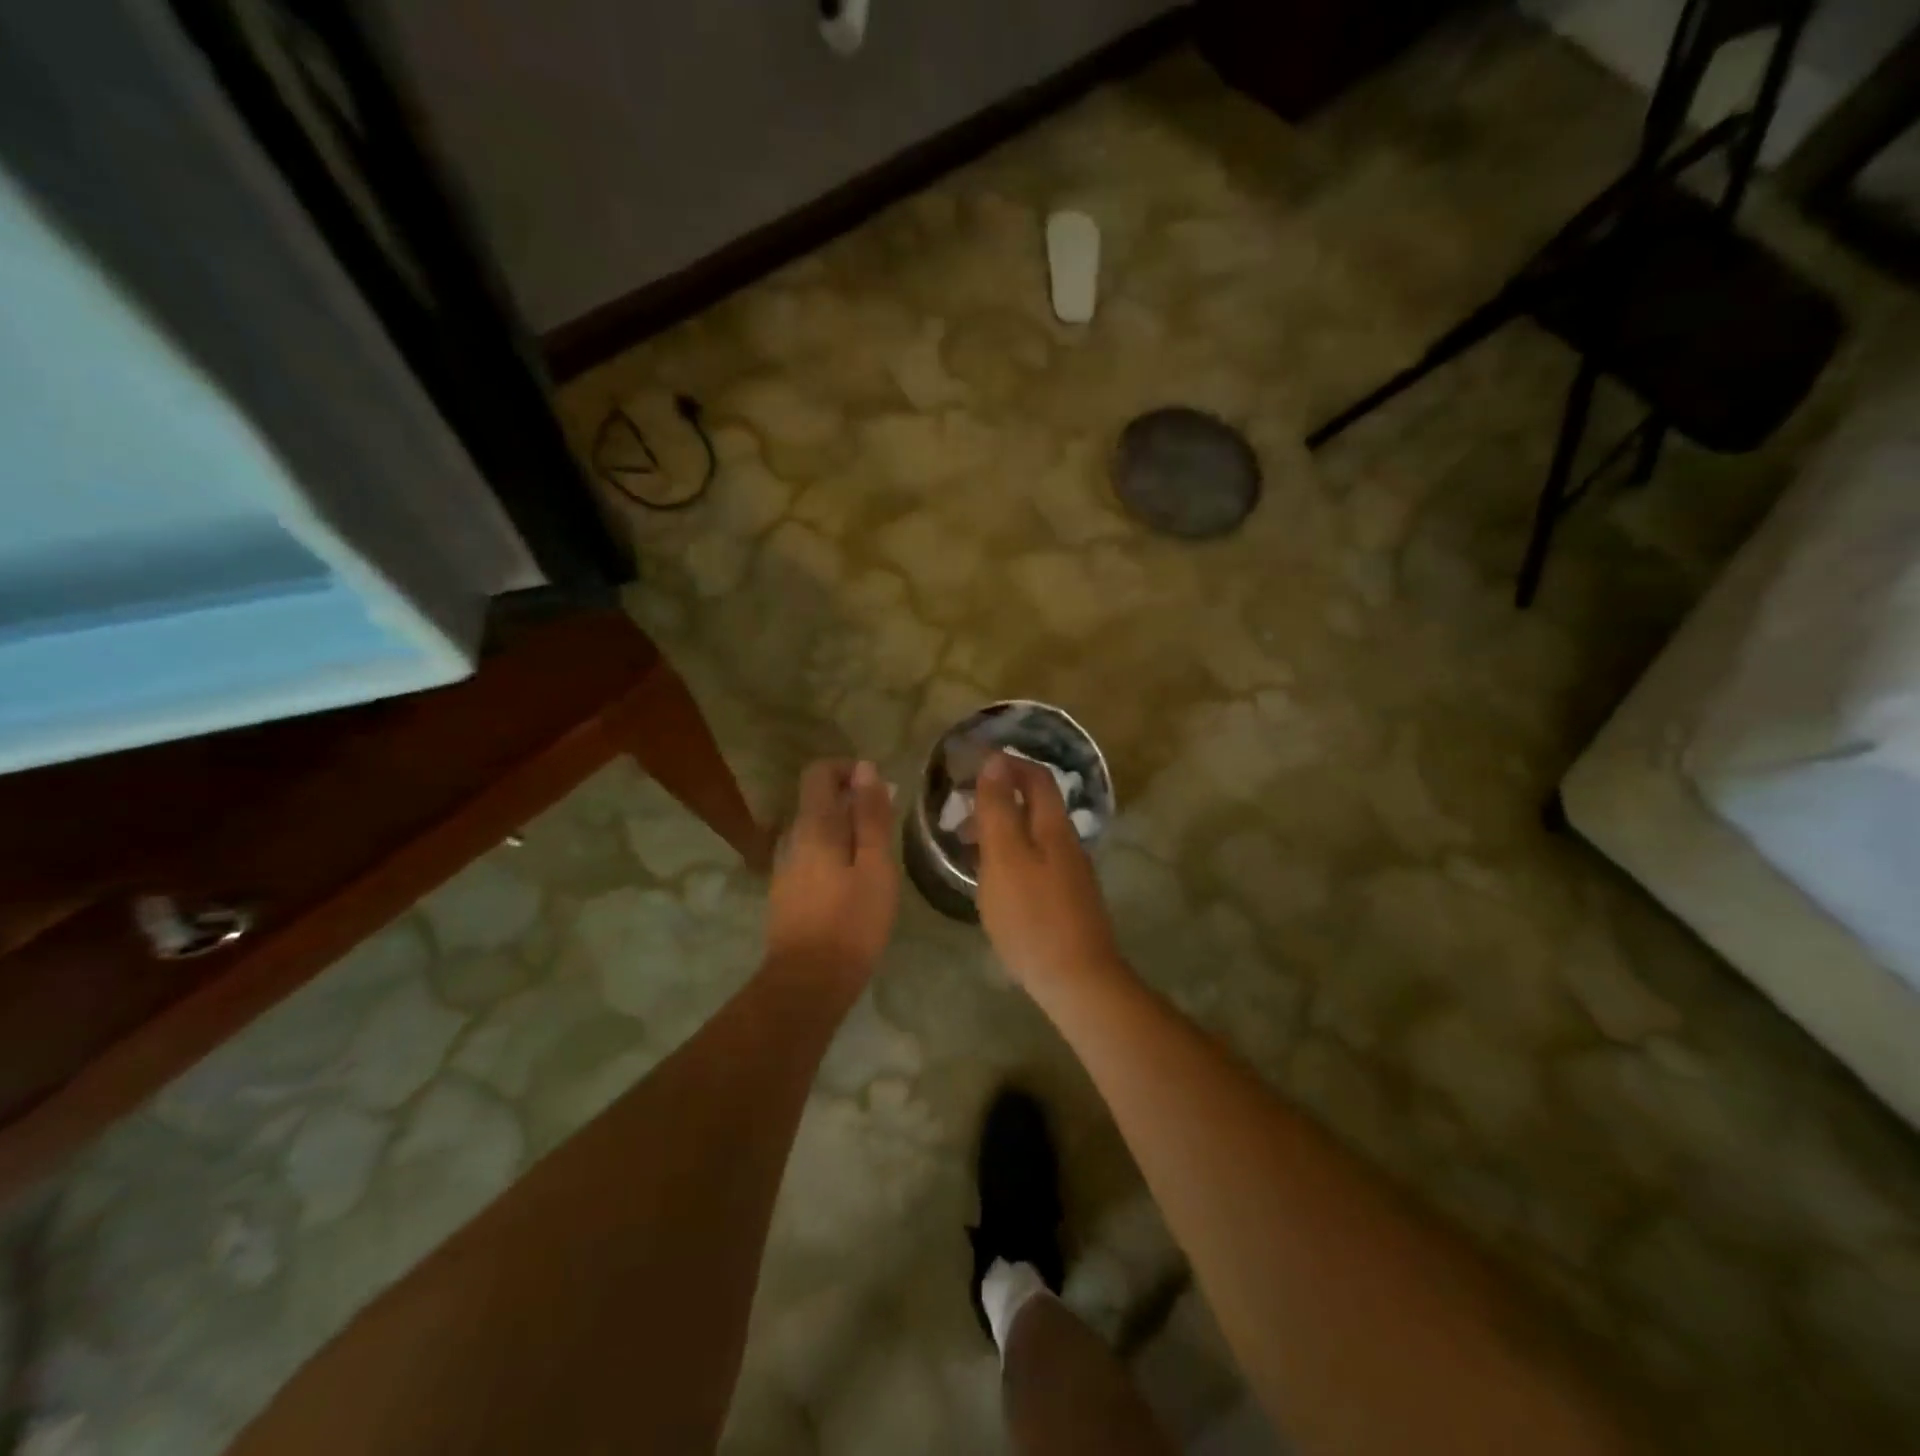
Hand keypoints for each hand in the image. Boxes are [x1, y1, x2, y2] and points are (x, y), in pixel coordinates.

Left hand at [766, 759, 898, 988]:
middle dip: (853, 802)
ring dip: (845, 830)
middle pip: (818, 800)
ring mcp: (785, 866)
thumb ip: (870, 816)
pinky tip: (855, 883)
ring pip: (816, 830)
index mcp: (814, 826)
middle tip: (887, 829)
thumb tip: (866, 769)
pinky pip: (811, 855)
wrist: (807, 983)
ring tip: (877, 858)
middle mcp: (792, 838)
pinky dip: (834, 854)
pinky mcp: (786, 891)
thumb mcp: (875, 866)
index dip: (849, 770)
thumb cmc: (851, 922)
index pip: (819, 772)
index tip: (879, 790)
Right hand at [973, 752, 1124, 997]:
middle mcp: (1067, 844)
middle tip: (960, 807)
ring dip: (1001, 828)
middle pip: (1036, 805)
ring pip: (1033, 835)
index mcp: (1054, 827)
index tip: (971, 762)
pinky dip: (1010, 855)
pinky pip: (1035, 861)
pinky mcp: (1067, 900)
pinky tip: (992, 878)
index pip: (1036, 777)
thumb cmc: (1032, 916)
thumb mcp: (1005, 858)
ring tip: (966, 844)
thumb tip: (996, 761)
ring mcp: (1070, 874)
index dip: (1007, 763)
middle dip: (999, 796)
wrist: (1077, 980)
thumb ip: (999, 809)